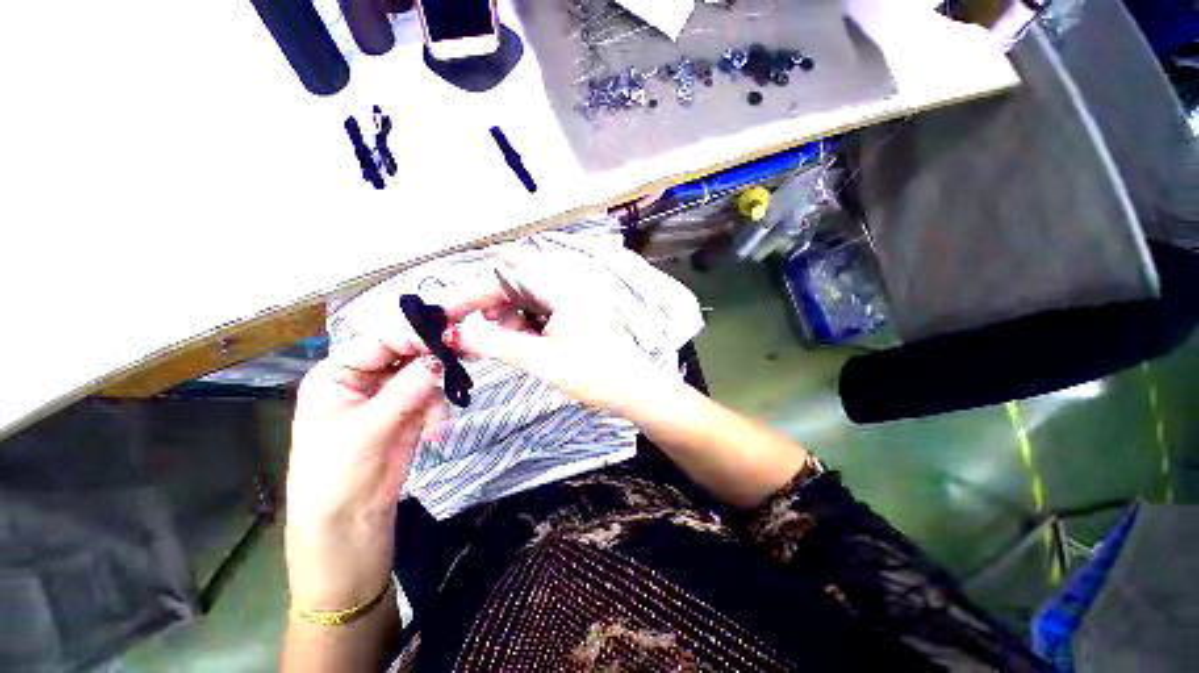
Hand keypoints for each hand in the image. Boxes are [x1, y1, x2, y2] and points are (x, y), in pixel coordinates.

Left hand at [285, 330, 446, 608]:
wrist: (349, 525)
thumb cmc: (337, 476)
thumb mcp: (366, 430)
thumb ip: (405, 390)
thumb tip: (439, 358)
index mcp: (338, 374)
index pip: (380, 340)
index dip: (412, 335)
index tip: (448, 335)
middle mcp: (365, 378)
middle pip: (406, 353)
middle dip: (432, 361)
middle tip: (462, 360)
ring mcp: (391, 395)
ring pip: (426, 374)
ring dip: (436, 395)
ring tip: (435, 423)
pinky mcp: (411, 412)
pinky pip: (435, 397)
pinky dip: (440, 411)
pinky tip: (435, 433)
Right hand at [445, 254, 662, 414]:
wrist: (634, 390)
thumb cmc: (594, 374)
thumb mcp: (541, 359)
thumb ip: (495, 344)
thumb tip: (453, 335)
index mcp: (562, 286)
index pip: (504, 279)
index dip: (471, 295)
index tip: (444, 314)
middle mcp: (568, 284)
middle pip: (514, 288)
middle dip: (492, 312)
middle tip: (477, 338)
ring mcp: (574, 298)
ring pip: (526, 301)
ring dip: (510, 322)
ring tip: (508, 347)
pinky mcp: (576, 312)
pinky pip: (541, 312)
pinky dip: (526, 327)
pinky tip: (525, 345)